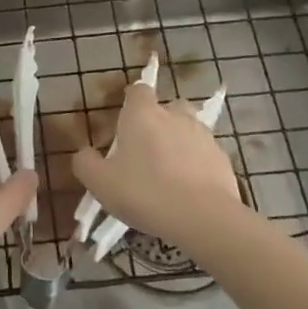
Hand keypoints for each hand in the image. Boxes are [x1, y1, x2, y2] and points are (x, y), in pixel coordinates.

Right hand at [72, 83, 240, 250]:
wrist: (203, 217)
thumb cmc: (144, 192)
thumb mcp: (100, 183)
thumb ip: (85, 163)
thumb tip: (84, 153)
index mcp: (143, 114)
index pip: (138, 90)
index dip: (131, 102)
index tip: (124, 123)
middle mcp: (175, 116)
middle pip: (167, 108)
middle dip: (158, 122)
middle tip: (146, 151)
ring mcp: (203, 135)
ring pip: (188, 130)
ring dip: (179, 144)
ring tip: (169, 174)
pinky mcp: (222, 158)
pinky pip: (204, 154)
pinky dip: (197, 165)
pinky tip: (189, 190)